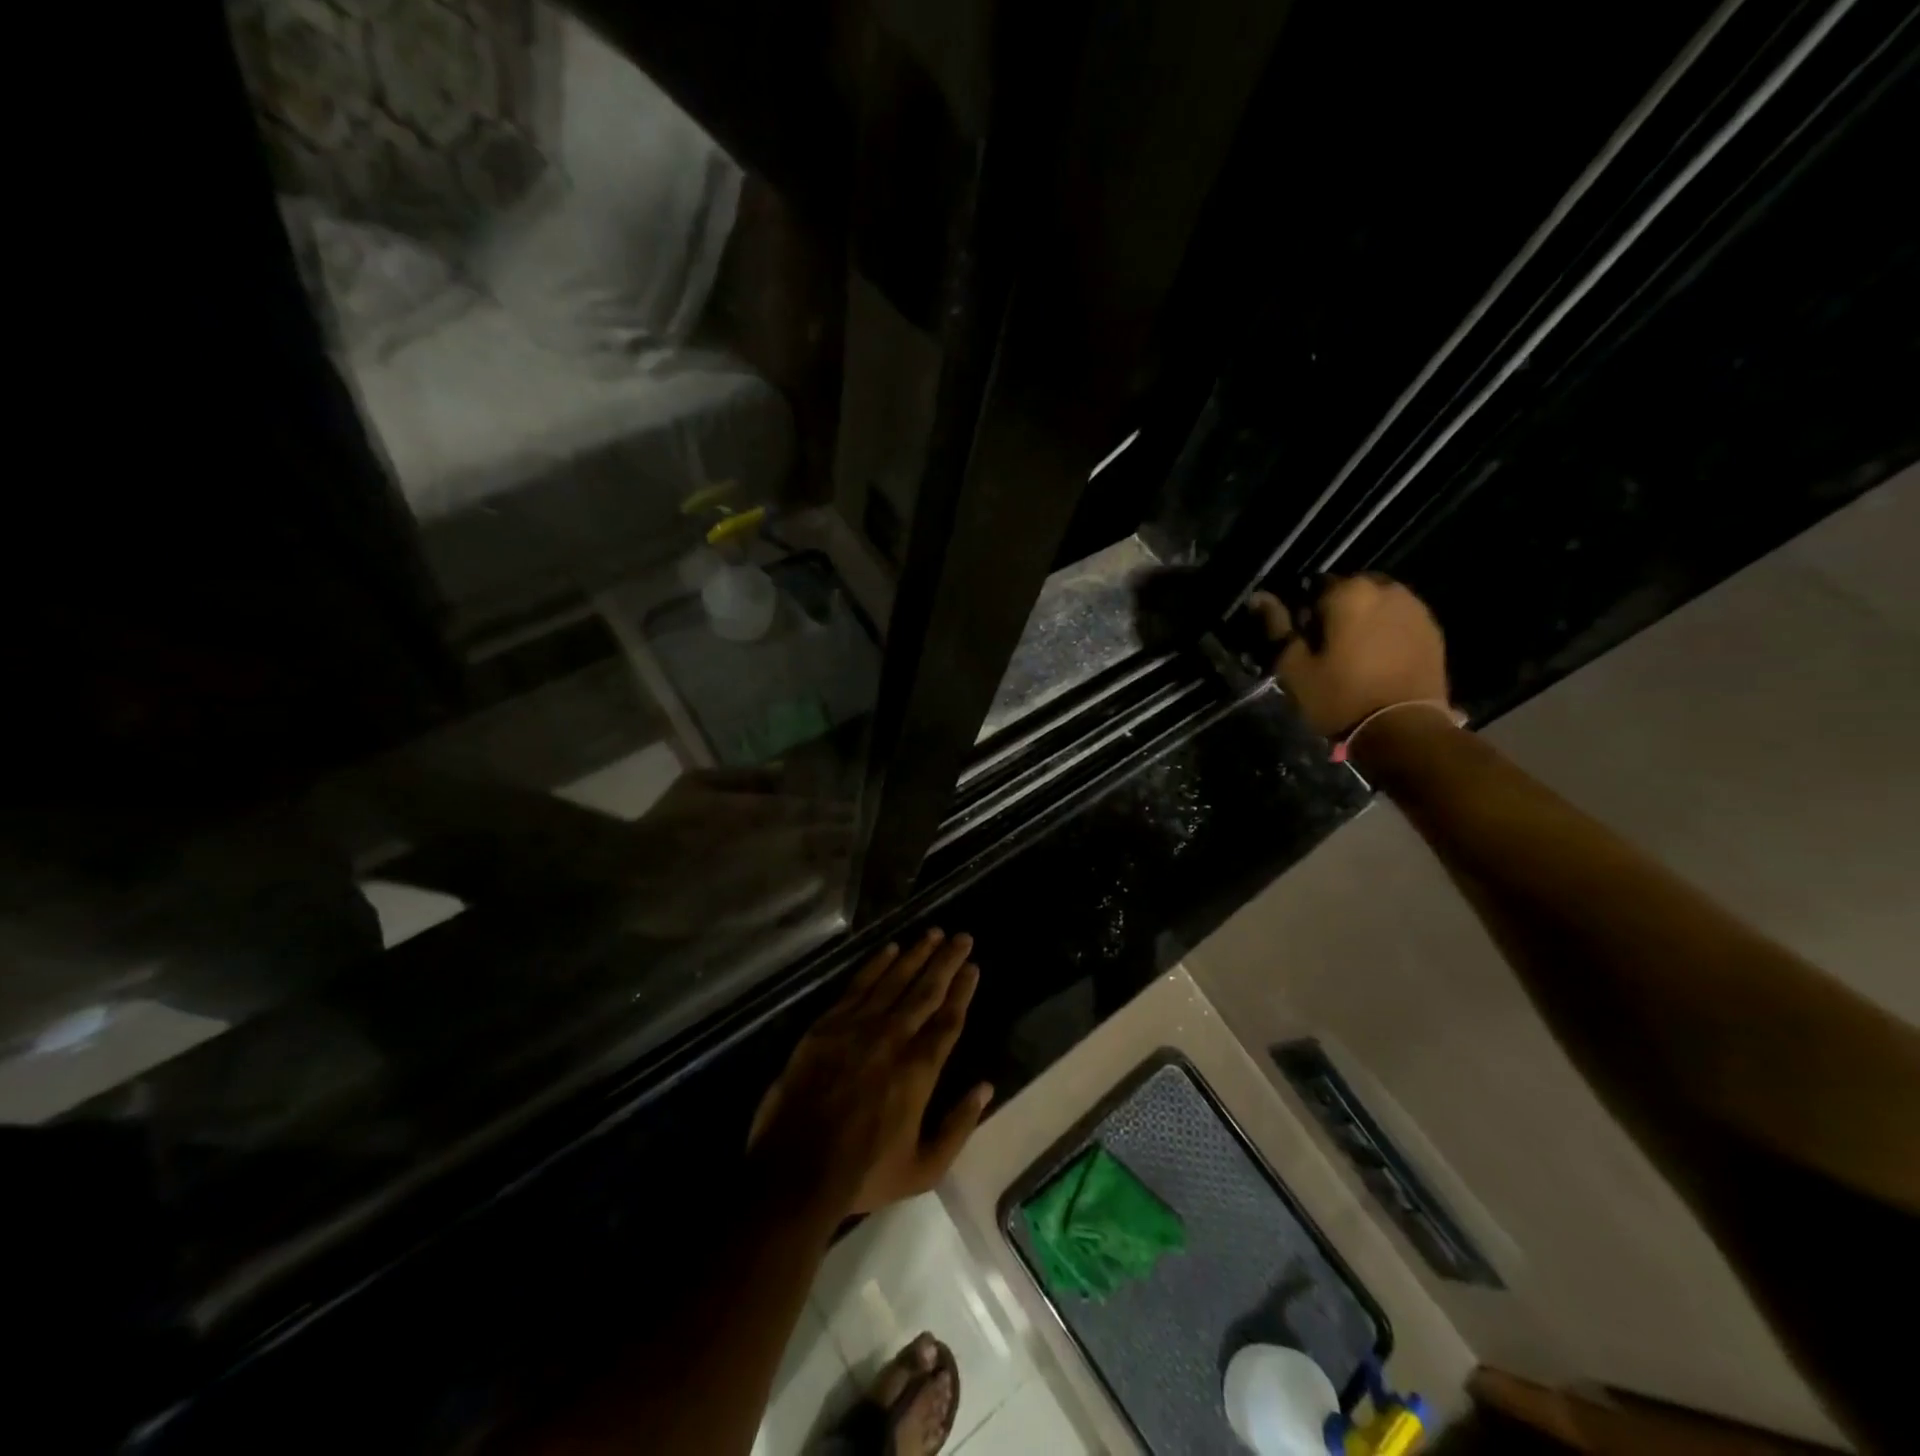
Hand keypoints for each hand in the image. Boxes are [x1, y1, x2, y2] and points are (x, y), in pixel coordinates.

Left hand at [748, 930, 993, 1217]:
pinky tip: (890, 950)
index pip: (948, 1019)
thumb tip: (985, 1087)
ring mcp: (857, 1028)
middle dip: (946, 961)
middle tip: (962, 937)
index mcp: (919, 1070)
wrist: (795, 1171)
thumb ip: (959, 1126)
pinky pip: (857, 986)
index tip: (973, 967)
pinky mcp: (827, 1026)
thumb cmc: (864, 1174)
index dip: (962, 990)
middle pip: (926, 990)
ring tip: (933, 933)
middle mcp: (893, 1038)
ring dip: (916, 954)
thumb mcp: (924, 1168)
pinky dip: (876, 965)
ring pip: (894, 980)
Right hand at [1250, 574, 1450, 738]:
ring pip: (1376, 604)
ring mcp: (1415, 608)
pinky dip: (1385, 631)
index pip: (1313, 586)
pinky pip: (1398, 620)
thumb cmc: (1339, 696)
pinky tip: (1377, 661)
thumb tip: (1259, 596)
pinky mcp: (1433, 630)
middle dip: (1335, 612)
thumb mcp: (1294, 666)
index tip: (1301, 639)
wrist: (1404, 729)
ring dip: (1362, 620)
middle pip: (1349, 592)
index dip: (1303, 613)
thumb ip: (1277, 626)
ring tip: (1352, 655)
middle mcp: (1386, 589)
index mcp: (1349, 592)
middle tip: (1325, 648)